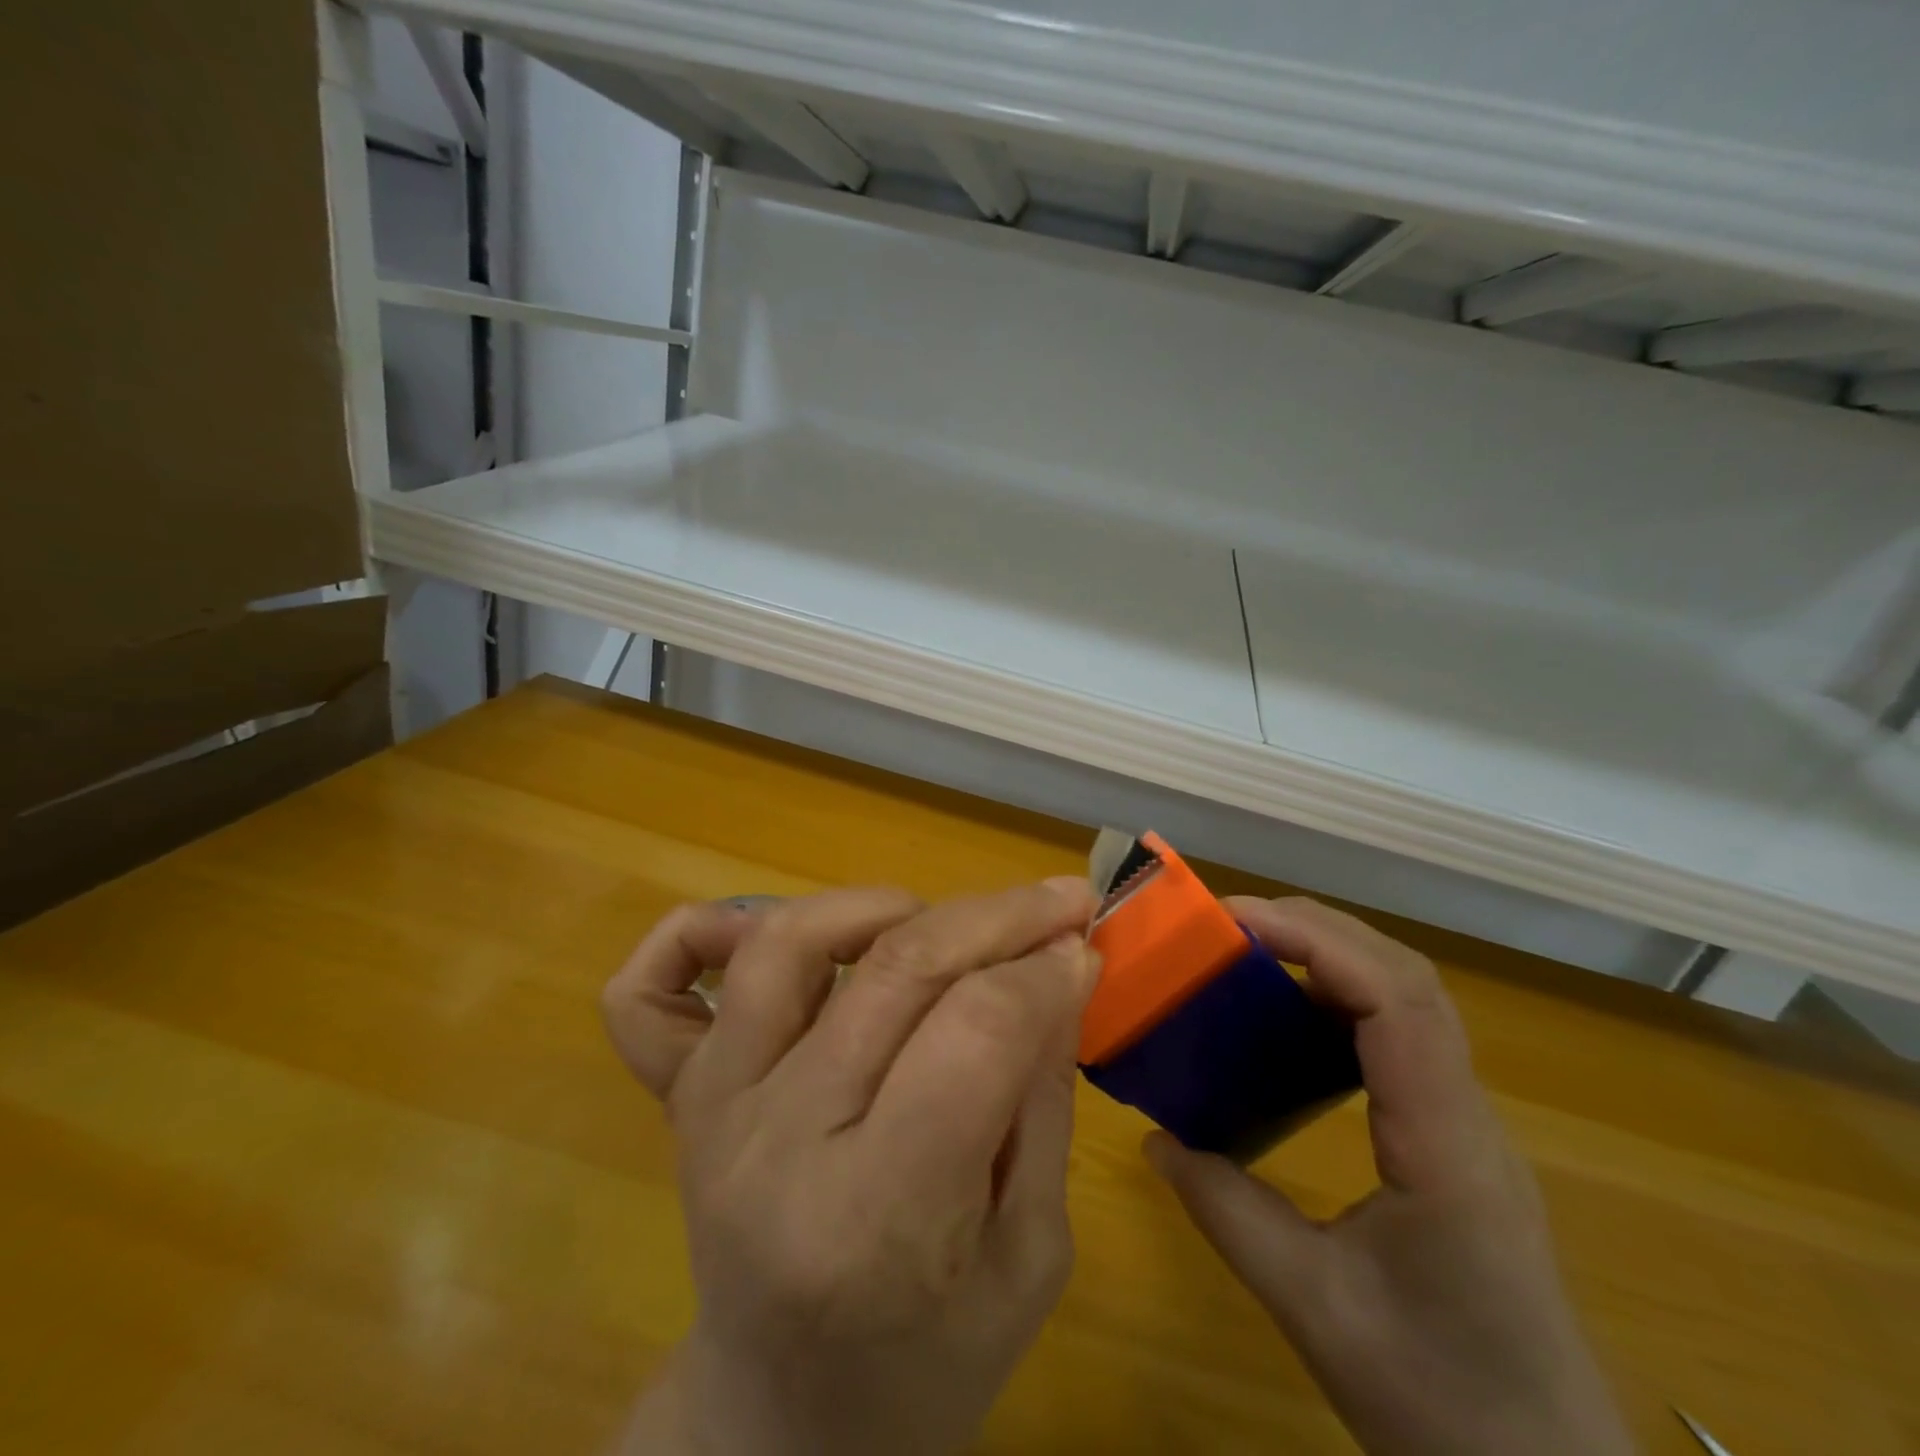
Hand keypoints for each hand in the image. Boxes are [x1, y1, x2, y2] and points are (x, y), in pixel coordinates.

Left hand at [603, 879, 1098, 1455]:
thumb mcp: (1026, 1260)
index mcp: (876, 1219)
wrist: (779, 1429)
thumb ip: (1041, 1102)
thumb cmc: (925, 1365)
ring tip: (938, 921)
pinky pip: (649, 991)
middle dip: (998, 916)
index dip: (1044, 973)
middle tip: (1057, 901)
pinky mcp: (682, 1094)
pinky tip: (768, 931)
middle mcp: (779, 1144)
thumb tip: (1058, 968)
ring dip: (880, 906)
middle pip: (898, 970)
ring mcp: (716, 1108)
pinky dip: (703, 930)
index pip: (975, 1034)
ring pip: (788, 945)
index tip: (1085, 947)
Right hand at [1146, 897, 1635, 1455]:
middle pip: (1407, 979)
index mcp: (1446, 1145)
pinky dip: (1342, 998)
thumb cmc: (1441, 1405)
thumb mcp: (1314, 1309)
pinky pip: (1401, 1037)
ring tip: (1253, 954)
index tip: (1236, 922)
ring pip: (1411, 1000)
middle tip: (1230, 925)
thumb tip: (1156, 1139)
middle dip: (1318, 931)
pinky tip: (1292, 1020)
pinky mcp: (1455, 1138)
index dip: (1317, 941)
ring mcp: (1468, 1124)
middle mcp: (1468, 1115)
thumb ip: (1227, 1213)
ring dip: (1332, 956)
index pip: (1397, 1000)